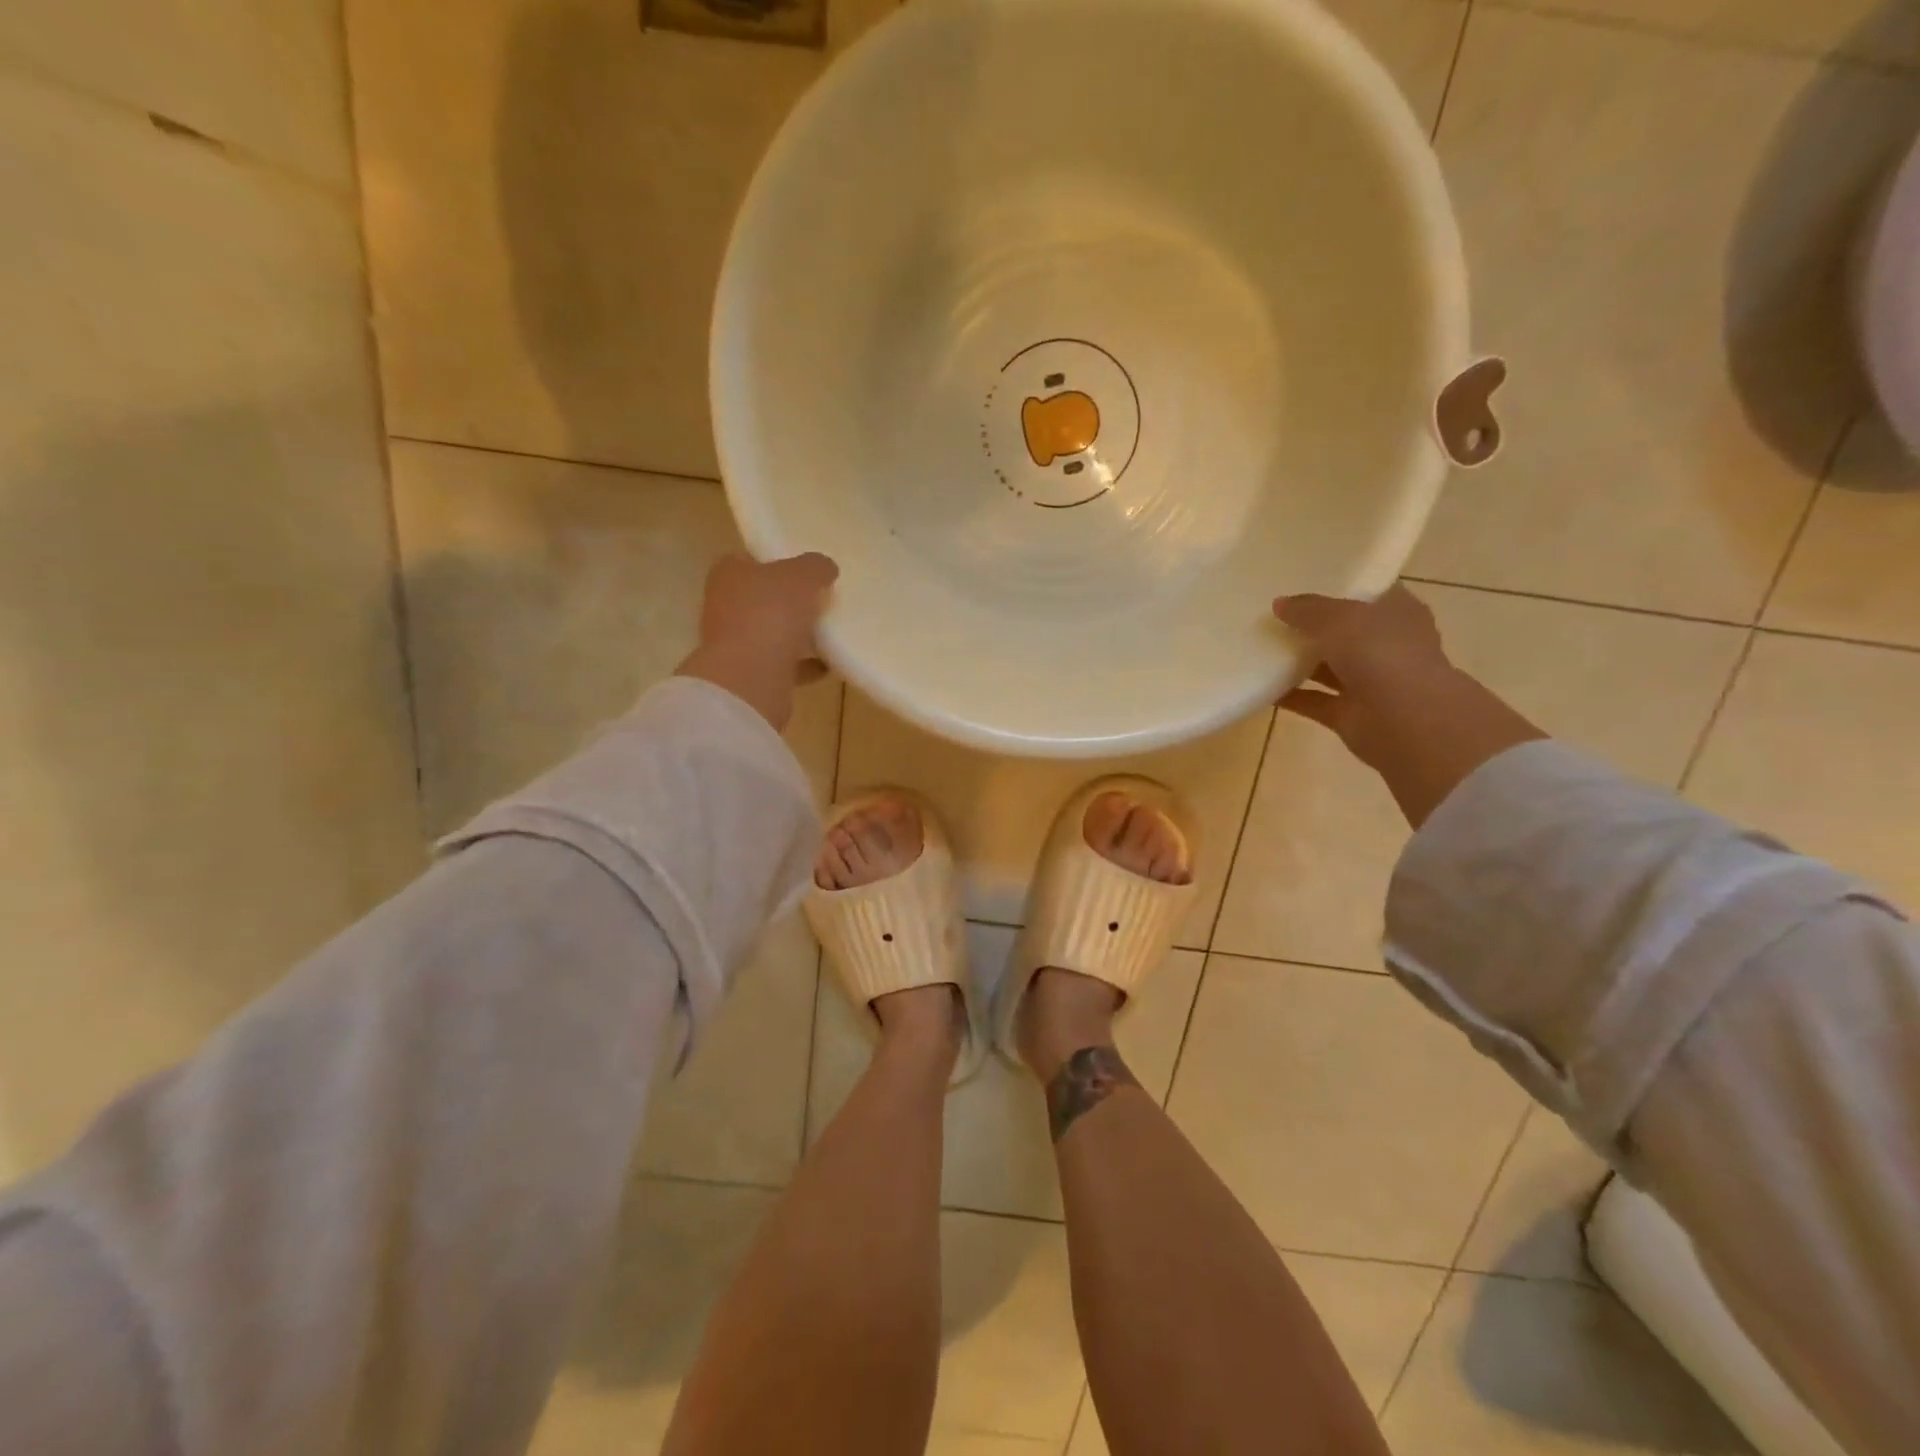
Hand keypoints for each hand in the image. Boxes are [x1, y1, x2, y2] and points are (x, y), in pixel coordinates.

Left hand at [676, 552, 838, 730]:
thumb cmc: (770, 613)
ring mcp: (736, 643)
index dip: (775, 560)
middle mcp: (726, 606)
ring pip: (771, 632)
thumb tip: (825, 568)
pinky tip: (829, 664)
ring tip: (829, 631)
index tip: (803, 568)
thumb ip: (815, 567)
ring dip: (797, 634)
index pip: (748, 559)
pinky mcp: (750, 674)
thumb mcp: (802, 576)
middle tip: (821, 598)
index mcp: (729, 574)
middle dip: (788, 599)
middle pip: (761, 597)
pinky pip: (783, 664)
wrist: (751, 677)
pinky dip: (804, 664)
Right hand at [1273, 586, 1452, 772]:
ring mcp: (1369, 682)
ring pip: (1328, 667)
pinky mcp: (1350, 713)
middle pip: (1345, 631)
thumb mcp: (1339, 618)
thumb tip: (1279, 604)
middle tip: (1273, 617)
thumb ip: (1307, 609)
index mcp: (1397, 614)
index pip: (1369, 594)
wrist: (1405, 720)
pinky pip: (1313, 700)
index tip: (1304, 584)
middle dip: (1312, 626)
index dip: (1339, 588)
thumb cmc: (1381, 654)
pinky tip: (1261, 685)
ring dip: (1298, 661)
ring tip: (1259, 649)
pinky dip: (1290, 695)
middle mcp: (1386, 646)